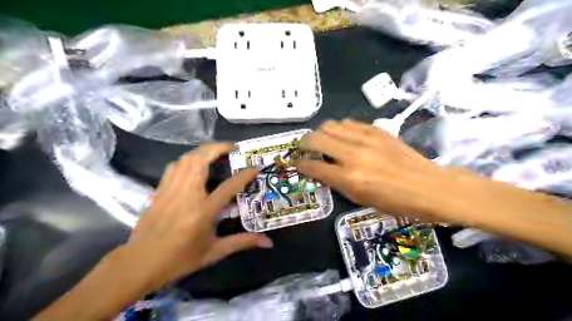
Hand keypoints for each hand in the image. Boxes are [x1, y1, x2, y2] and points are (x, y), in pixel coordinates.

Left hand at [114, 144, 271, 293]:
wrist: (139, 263)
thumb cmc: (180, 259)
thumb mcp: (214, 252)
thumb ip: (242, 242)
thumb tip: (268, 242)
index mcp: (203, 211)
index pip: (228, 186)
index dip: (244, 175)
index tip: (254, 167)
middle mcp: (187, 195)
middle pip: (201, 160)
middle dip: (218, 148)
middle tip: (232, 147)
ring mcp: (171, 190)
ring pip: (186, 159)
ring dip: (202, 151)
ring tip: (215, 152)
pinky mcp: (159, 190)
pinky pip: (174, 166)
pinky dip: (186, 159)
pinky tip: (193, 164)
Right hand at [297, 119, 466, 220]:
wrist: (429, 186)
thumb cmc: (395, 202)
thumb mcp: (361, 199)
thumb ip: (337, 183)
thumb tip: (321, 170)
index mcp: (349, 178)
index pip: (313, 166)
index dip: (301, 164)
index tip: (298, 163)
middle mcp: (353, 155)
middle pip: (316, 138)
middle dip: (304, 143)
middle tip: (304, 148)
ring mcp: (366, 139)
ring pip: (330, 125)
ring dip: (321, 133)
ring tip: (323, 140)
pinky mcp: (377, 130)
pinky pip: (349, 123)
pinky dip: (340, 129)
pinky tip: (343, 136)